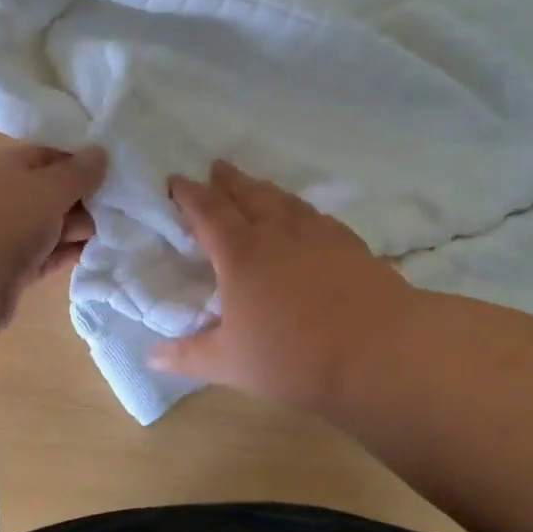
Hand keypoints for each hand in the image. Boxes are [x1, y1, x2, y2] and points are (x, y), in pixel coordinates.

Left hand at [0, 143, 107, 329]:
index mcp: (8, 166)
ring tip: (116, 232)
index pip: (51, 156)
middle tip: (119, 207)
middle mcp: (7, 196)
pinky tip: (97, 254)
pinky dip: (70, 254)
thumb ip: (79, 172)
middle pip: (55, 193)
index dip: (82, 162)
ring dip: (80, 230)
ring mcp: (10, 234)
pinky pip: (50, 256)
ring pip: (54, 226)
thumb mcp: (50, 186)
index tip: (115, 171)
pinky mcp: (15, 268)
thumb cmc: (8, 217)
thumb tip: (100, 153)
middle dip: (85, 200)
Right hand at [150, 161, 413, 413]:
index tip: (176, 180)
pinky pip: (317, 217)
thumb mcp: (230, 363)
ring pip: (284, 200)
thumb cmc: (293, 356)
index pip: (207, 211)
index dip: (189, 194)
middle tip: (216, 168)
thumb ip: (188, 356)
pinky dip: (301, 210)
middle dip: (228, 180)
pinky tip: (306, 218)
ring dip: (264, 189)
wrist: (380, 351)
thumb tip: (152, 356)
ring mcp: (317, 235)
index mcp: (240, 253)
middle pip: (247, 194)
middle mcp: (276, 233)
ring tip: (255, 185)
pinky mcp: (350, 245)